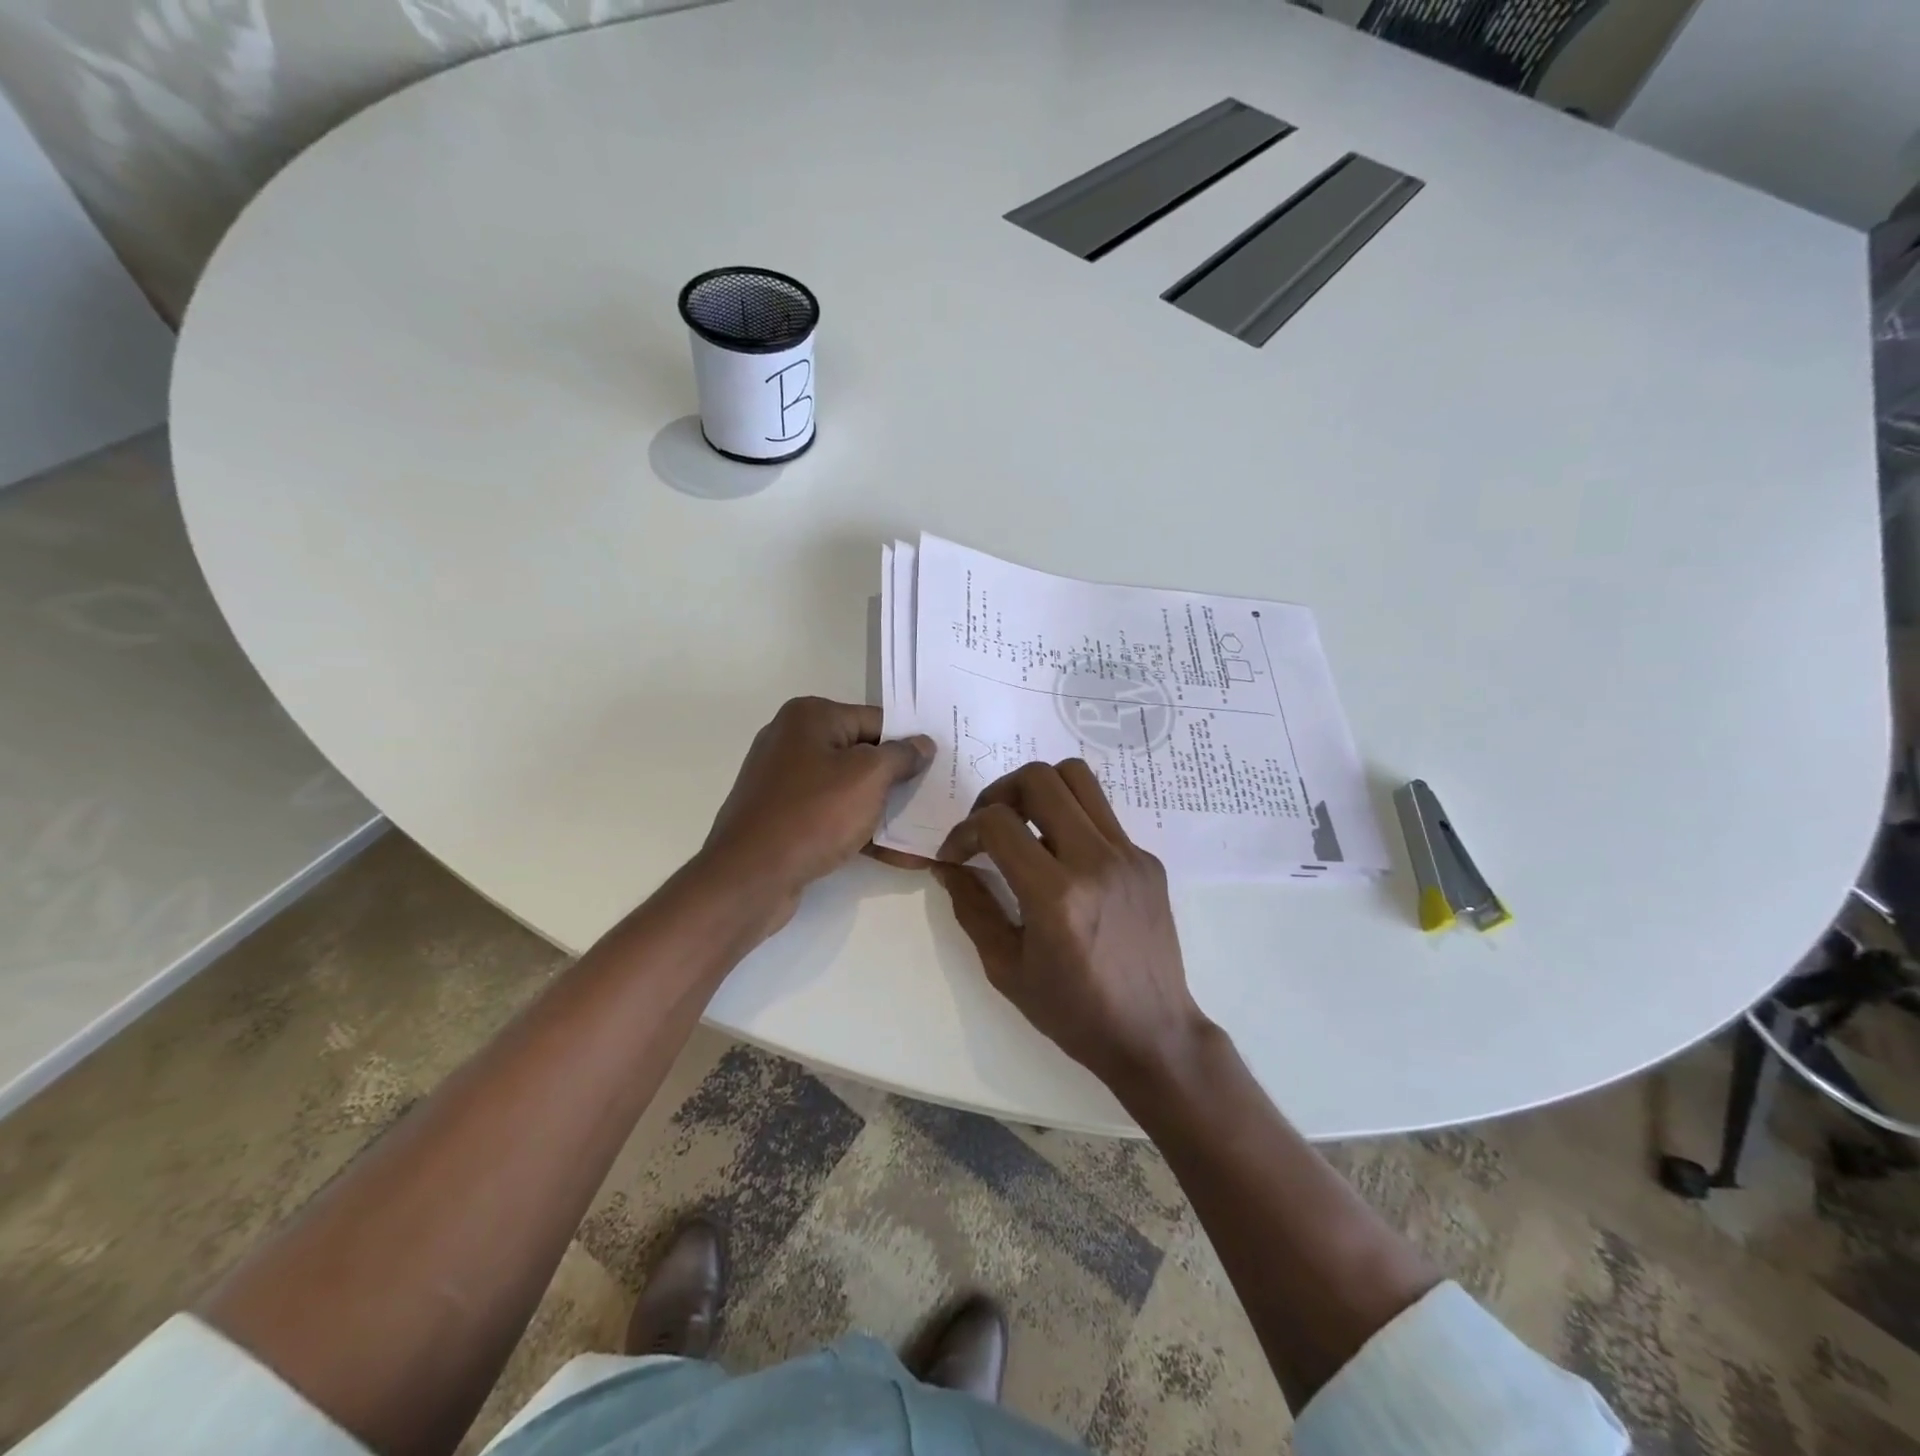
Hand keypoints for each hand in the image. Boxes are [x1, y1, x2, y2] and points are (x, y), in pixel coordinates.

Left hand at [699, 697, 933, 930]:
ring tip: (925, 829)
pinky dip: (862, 831)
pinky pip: (833, 817)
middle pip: (862, 755)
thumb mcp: (868, 777)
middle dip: (899, 779)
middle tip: (937, 796)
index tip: (940, 766)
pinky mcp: (785, 818)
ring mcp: (786, 782)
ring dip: (885, 810)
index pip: (876, 721)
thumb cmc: (813, 814)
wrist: (750, 877)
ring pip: (850, 789)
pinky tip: (900, 854)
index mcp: (810, 717)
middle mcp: (793, 741)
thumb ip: (901, 755)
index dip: (910, 743)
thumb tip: (922, 744)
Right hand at [933, 759, 1208, 1089]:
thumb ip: (972, 907)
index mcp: (1056, 896)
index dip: (963, 831)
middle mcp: (1095, 861)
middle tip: (987, 827)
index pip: (997, 823)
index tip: (955, 856)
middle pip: (1039, 778)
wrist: (1153, 1033)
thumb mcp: (1006, 968)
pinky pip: (1102, 813)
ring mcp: (1128, 855)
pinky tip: (1062, 858)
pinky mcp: (1147, 859)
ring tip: (1023, 824)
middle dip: (998, 793)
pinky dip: (1071, 819)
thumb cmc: (1073, 1012)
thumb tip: (948, 866)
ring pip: (1077, 777)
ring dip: (1039, 790)